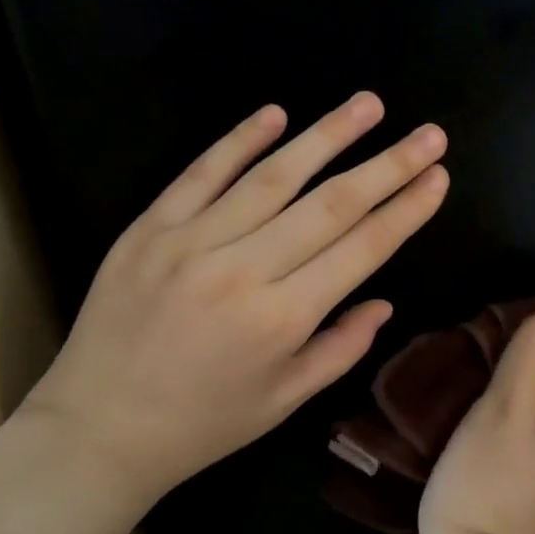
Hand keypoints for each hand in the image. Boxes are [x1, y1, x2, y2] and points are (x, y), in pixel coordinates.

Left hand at [21, 93, 448, 506]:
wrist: (96, 429)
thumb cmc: (203, 424)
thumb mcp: (284, 401)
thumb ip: (340, 348)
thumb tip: (383, 301)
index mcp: (282, 319)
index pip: (361, 249)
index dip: (406, 210)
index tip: (438, 177)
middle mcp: (242, 271)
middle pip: (330, 204)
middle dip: (388, 165)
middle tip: (430, 134)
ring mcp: (190, 242)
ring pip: (273, 176)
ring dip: (327, 136)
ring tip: (369, 105)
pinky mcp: (148, 228)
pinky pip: (201, 173)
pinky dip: (240, 140)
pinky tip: (277, 112)